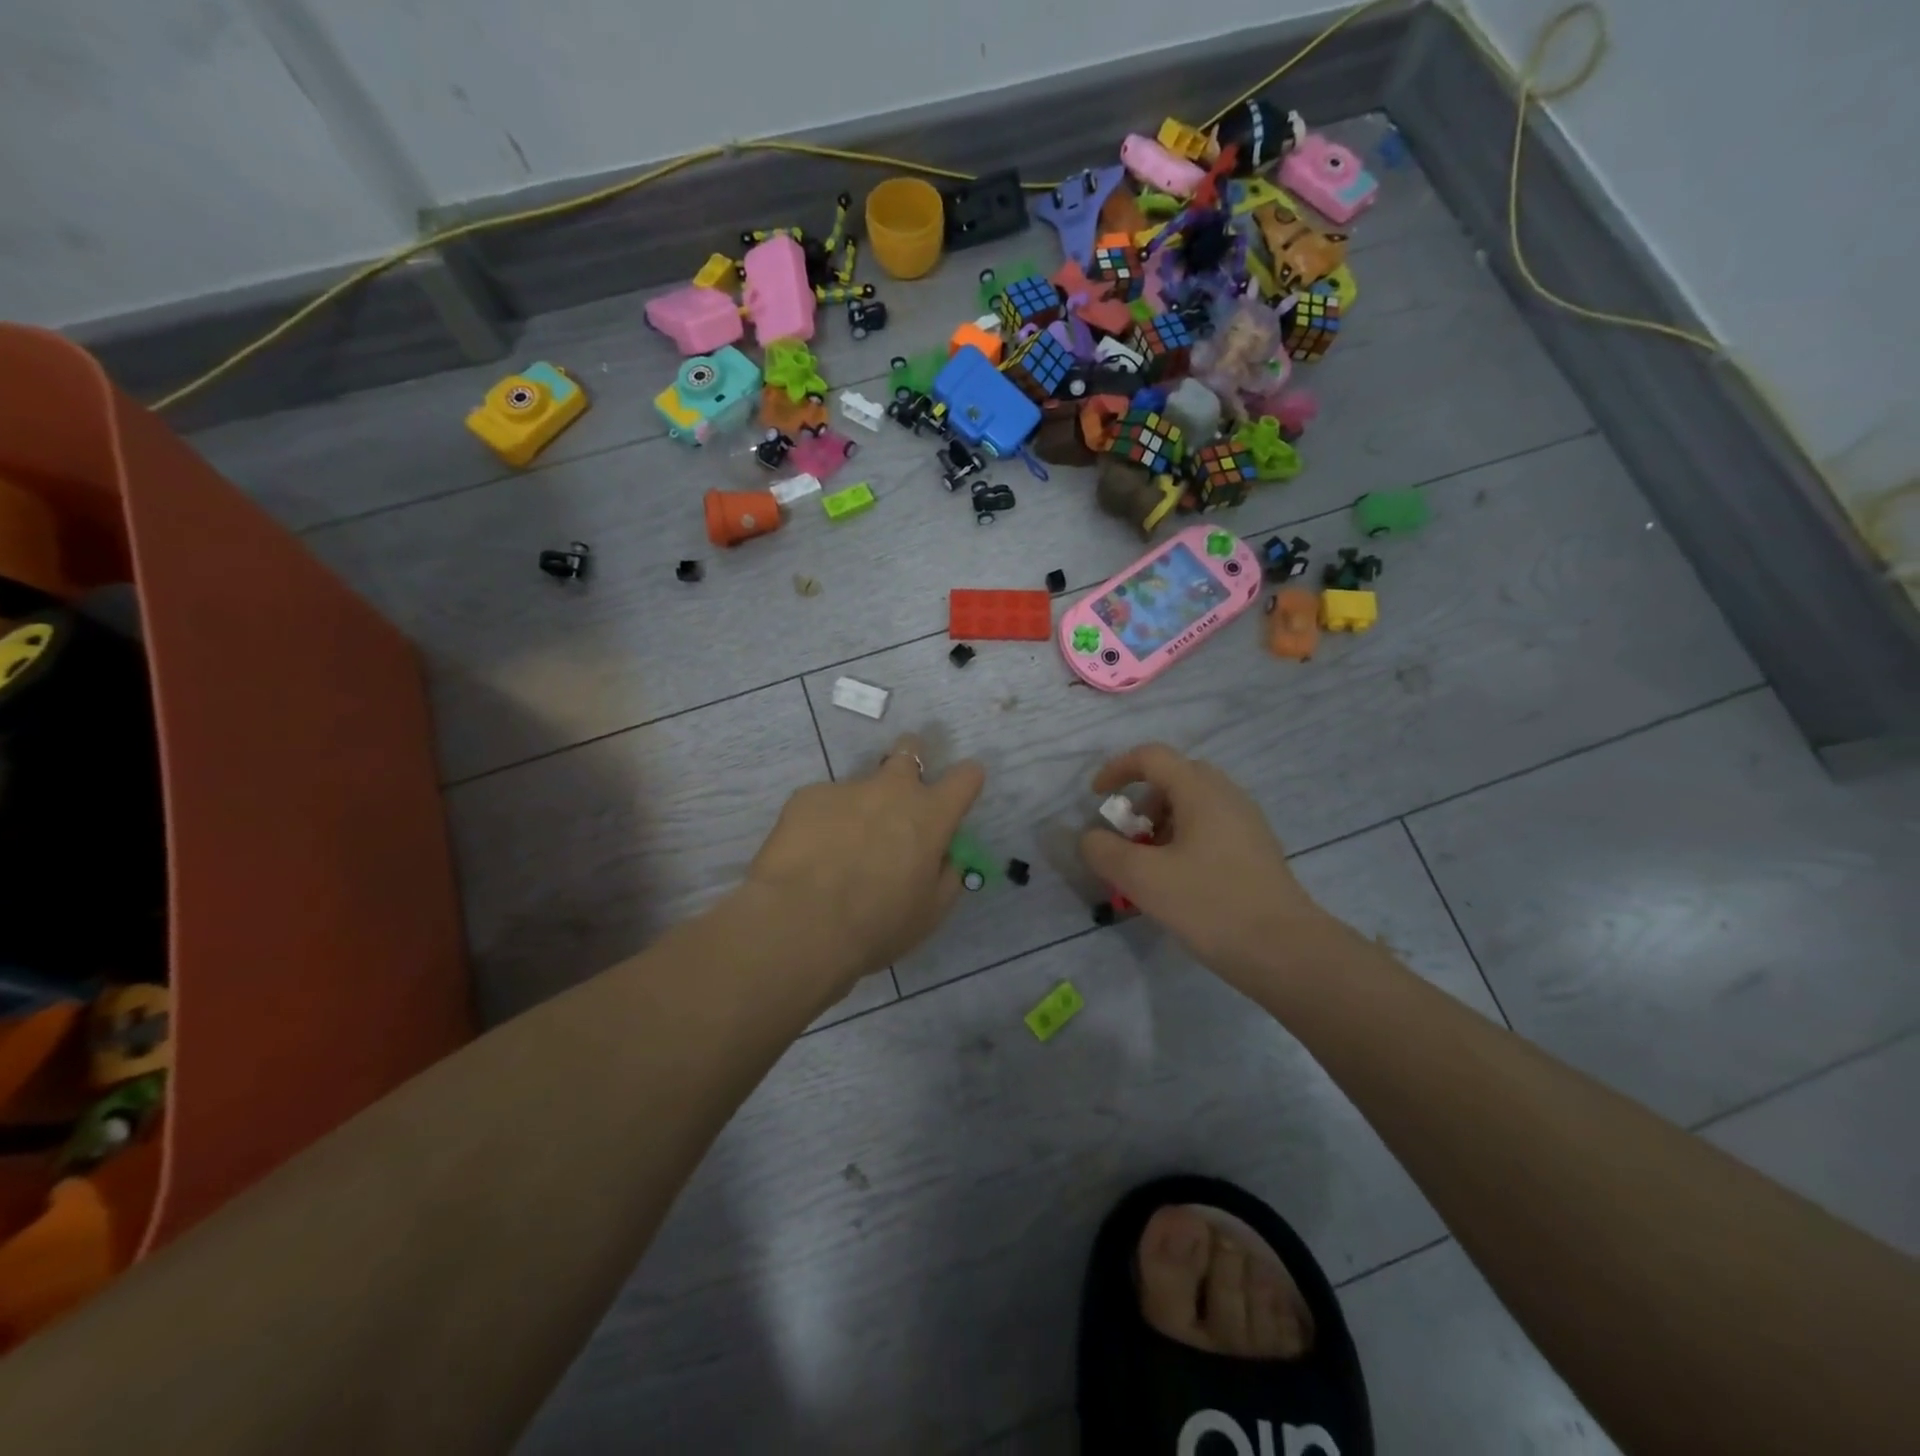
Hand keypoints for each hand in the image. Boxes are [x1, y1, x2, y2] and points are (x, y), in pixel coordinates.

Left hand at [744, 733, 984, 992]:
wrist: (801, 922)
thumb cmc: (877, 924)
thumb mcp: (929, 912)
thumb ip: (946, 876)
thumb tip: (946, 858)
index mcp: (930, 815)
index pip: (966, 776)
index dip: (967, 780)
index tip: (960, 792)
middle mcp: (892, 789)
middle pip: (910, 748)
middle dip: (912, 758)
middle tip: (901, 792)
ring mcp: (847, 788)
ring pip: (862, 785)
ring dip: (861, 807)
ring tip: (840, 849)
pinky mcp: (807, 796)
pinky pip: (823, 803)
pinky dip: (823, 823)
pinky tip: (810, 856)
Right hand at [1079, 743, 1328, 984]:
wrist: (1286, 951)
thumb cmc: (1210, 904)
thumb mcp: (1143, 878)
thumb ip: (1105, 851)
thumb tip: (1091, 837)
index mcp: (1201, 791)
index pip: (1152, 757)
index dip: (1117, 769)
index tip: (1097, 798)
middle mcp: (1227, 796)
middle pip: (1175, 778)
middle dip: (1142, 801)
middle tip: (1128, 836)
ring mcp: (1247, 823)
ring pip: (1194, 805)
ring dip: (1163, 824)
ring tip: (1150, 865)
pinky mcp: (1257, 851)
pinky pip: (1211, 828)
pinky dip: (1184, 840)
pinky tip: (1179, 882)